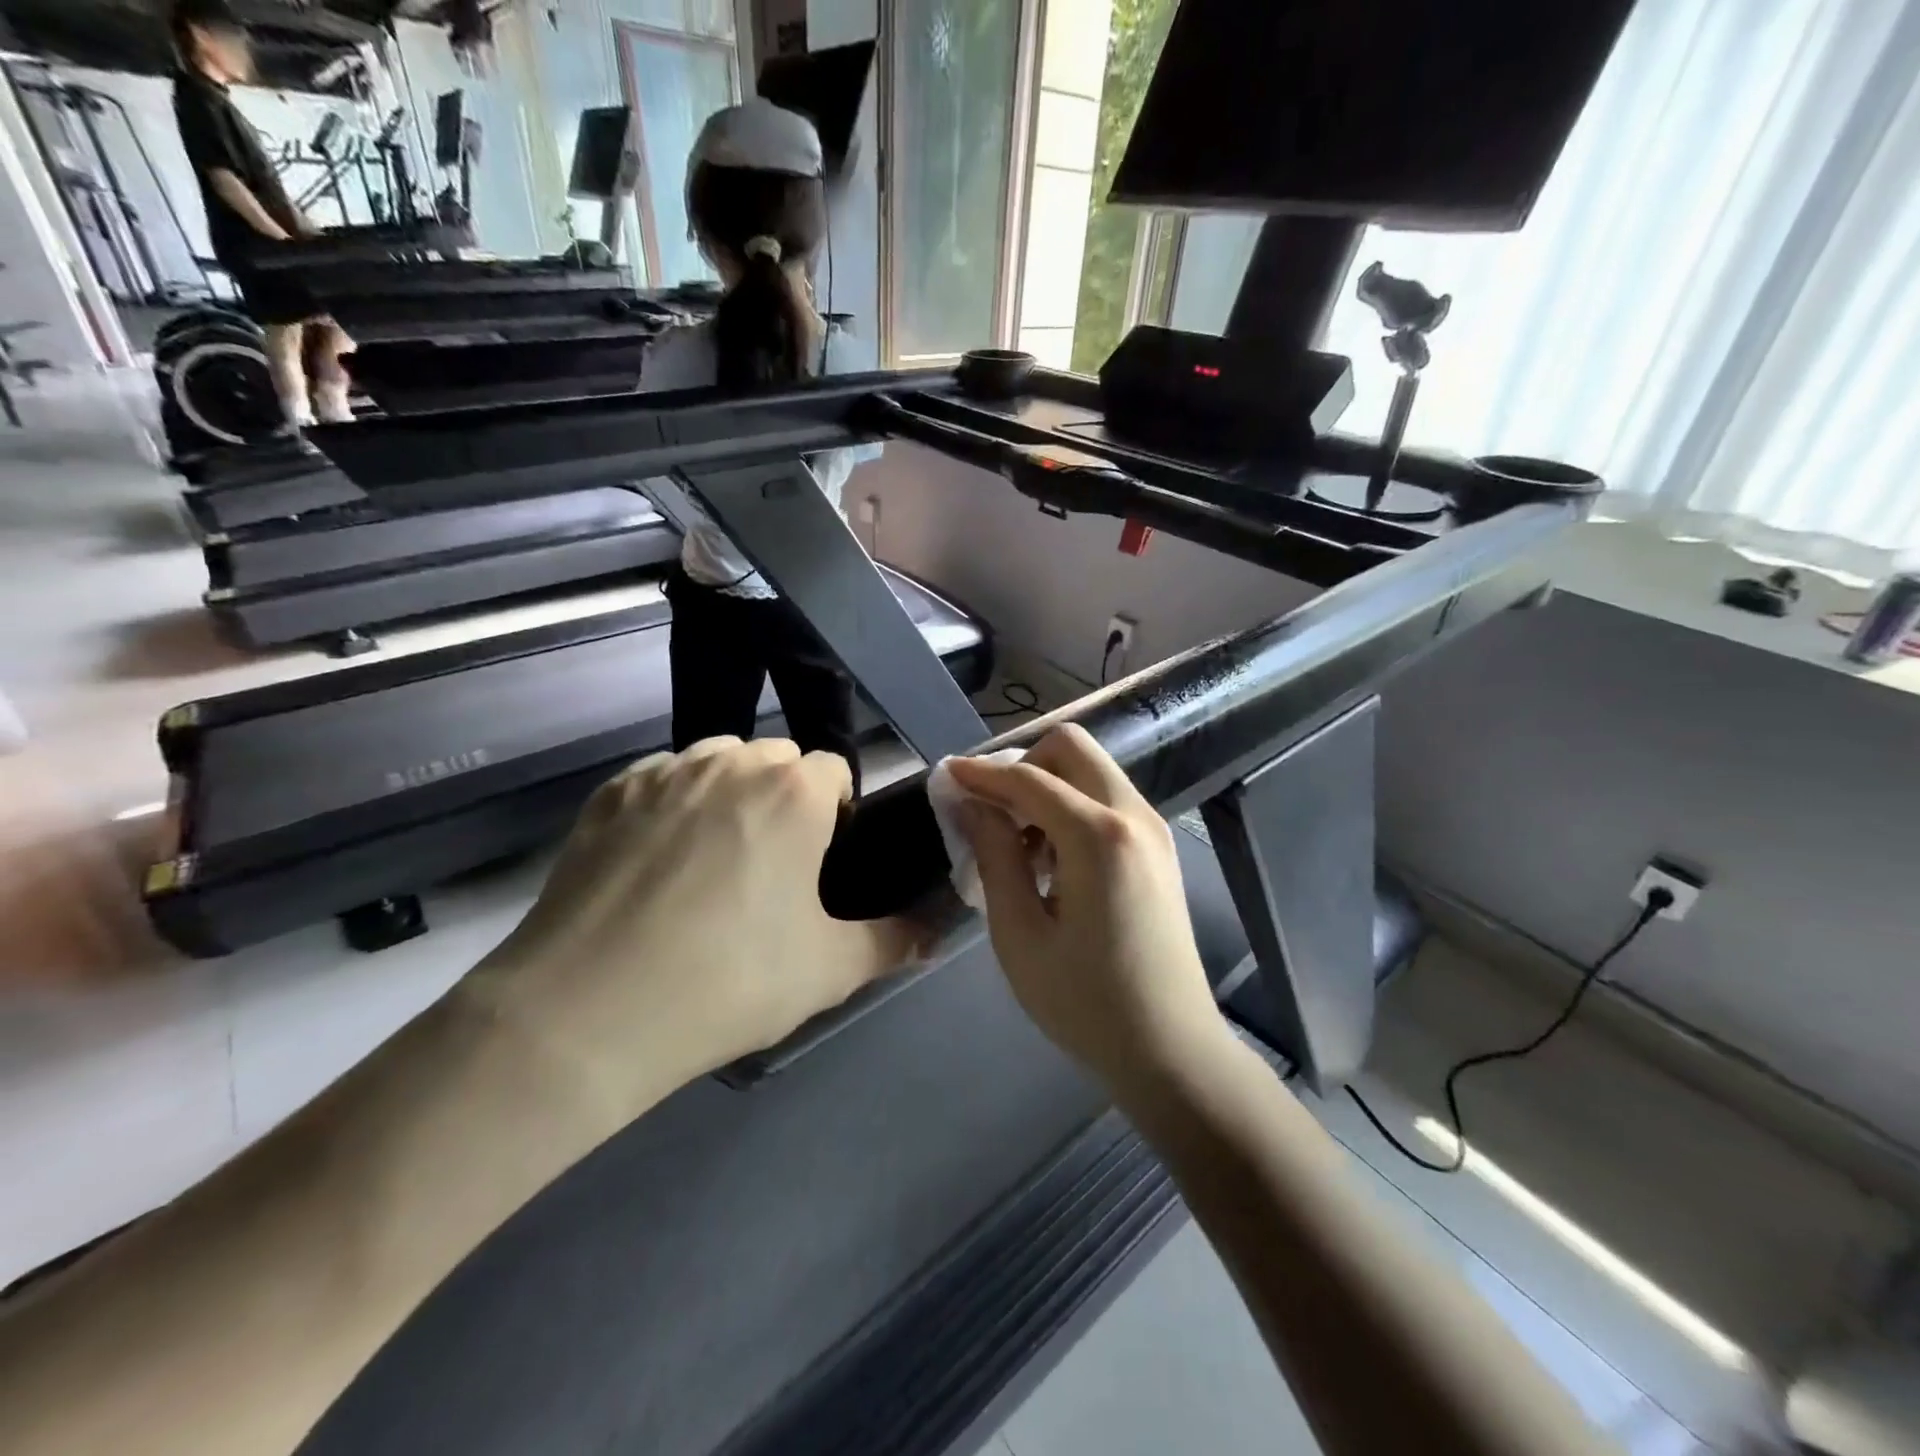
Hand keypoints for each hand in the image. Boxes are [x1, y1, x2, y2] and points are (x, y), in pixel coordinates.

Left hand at [467, 738, 917, 1109]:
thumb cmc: (728, 981)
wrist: (585, 1013)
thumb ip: (894, 941)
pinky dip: (672, 805)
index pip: (834, 771)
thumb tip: (936, 933)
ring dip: (729, 795)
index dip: (836, 814)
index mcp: (794, 790)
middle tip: (769, 871)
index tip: (820, 864)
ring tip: (710, 864)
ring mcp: (664, 772)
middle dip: (784, 799)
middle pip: (776, 761)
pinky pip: (661, 780)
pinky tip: (654, 866)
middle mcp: (731, 761)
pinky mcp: (608, 793)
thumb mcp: (830, 970)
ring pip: (717, 762)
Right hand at [949, 725, 1231, 1092]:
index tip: (945, 777)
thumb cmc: (1085, 1002)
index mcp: (1099, 835)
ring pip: (1092, 771)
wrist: (1170, 1050)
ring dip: (1048, 788)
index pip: (1028, 778)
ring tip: (1019, 848)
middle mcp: (1133, 815)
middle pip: (1072, 748)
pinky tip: (1052, 862)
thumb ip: (994, 855)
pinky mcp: (1158, 849)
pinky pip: (1108, 801)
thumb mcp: (1020, 933)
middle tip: (990, 812)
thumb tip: (970, 802)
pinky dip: (1072, 808)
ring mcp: (1154, 830)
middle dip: (1022, 765)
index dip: (981, 773)